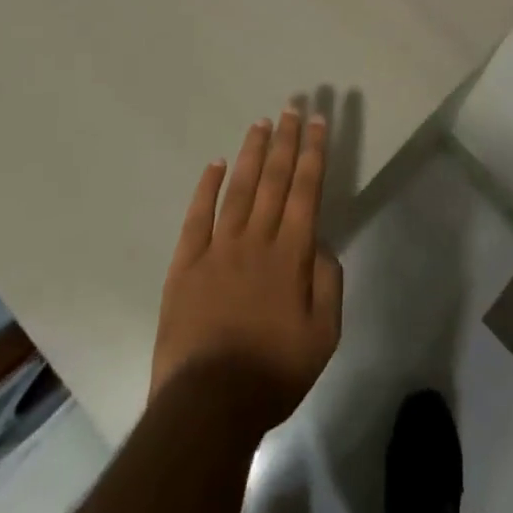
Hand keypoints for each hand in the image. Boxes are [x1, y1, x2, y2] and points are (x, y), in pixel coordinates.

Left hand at [150, 111, 344, 436]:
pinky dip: (207, 187)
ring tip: (261, 122)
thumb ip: (327, 283)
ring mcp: (217, 249)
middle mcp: (256, 240)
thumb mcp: (323, 335)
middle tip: (293, 107)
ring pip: (238, 188)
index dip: (313, 153)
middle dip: (286, 140)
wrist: (207, 406)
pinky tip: (215, 164)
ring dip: (252, 153)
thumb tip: (320, 244)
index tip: (317, 122)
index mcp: (291, 255)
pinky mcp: (185, 265)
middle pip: (274, 179)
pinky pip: (197, 217)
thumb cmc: (272, 373)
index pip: (306, 190)